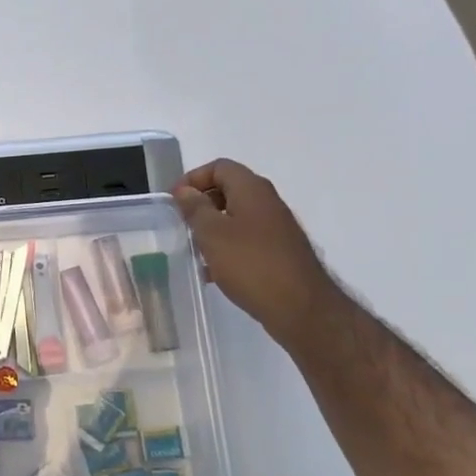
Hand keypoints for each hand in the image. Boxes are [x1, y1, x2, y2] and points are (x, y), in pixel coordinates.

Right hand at [173, 160, 334, 346]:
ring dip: (212, 227)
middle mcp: (267, 202)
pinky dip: (227, 247)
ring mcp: (276, 228)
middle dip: (201, 203)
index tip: (174, 201)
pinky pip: (246, 239)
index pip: (219, 167)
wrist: (301, 308)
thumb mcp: (212, 233)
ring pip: (236, 216)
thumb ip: (195, 208)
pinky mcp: (279, 251)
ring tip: (193, 248)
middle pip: (228, 189)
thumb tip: (184, 190)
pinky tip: (212, 271)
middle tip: (181, 224)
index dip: (193, 178)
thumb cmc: (251, 264)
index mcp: (252, 190)